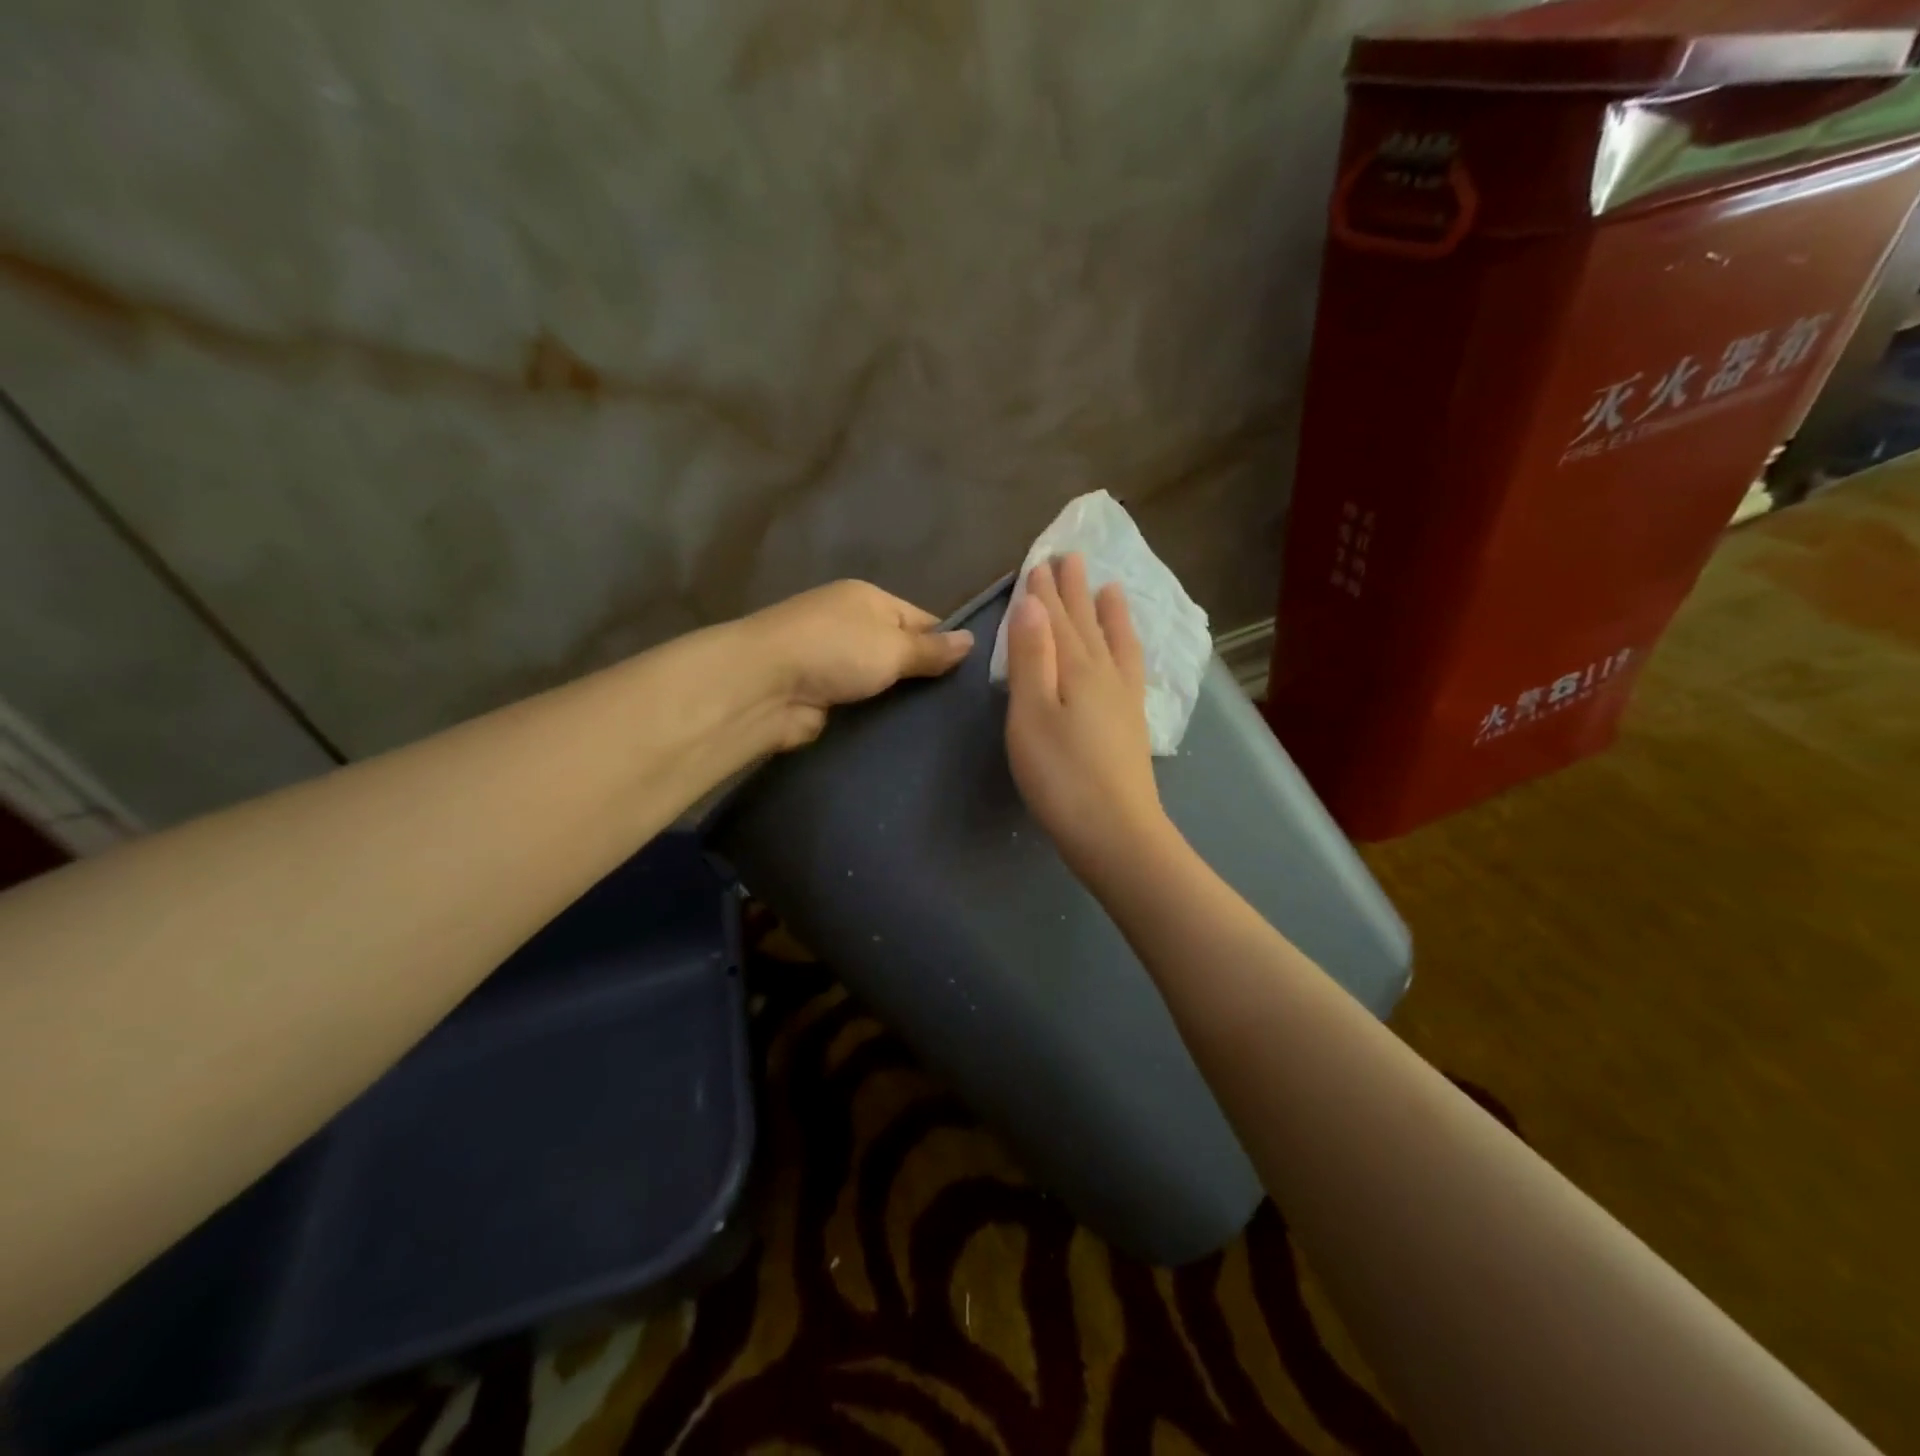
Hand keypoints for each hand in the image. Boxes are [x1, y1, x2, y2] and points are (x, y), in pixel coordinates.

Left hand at [745, 580, 972, 748]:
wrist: (765, 686)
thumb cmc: (836, 650)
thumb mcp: (893, 645)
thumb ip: (932, 649)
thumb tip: (971, 640)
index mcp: (868, 599)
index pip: (921, 619)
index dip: (946, 644)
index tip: (974, 675)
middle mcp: (850, 625)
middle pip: (900, 650)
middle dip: (926, 676)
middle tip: (964, 706)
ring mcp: (833, 661)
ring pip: (881, 681)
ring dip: (902, 699)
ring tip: (944, 724)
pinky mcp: (822, 696)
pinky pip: (862, 704)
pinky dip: (879, 716)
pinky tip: (908, 734)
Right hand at [1005, 554, 1175, 882]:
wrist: (1114, 832)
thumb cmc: (1060, 775)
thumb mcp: (1032, 714)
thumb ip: (1032, 657)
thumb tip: (1033, 603)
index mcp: (1076, 670)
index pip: (1057, 621)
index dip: (1046, 593)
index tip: (1039, 562)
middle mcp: (1105, 675)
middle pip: (1086, 625)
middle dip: (1074, 592)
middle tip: (1070, 557)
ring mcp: (1123, 700)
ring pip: (1113, 643)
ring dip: (1107, 614)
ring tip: (1109, 588)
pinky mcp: (1132, 724)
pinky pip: (1131, 669)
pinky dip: (1127, 649)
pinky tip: (1126, 651)